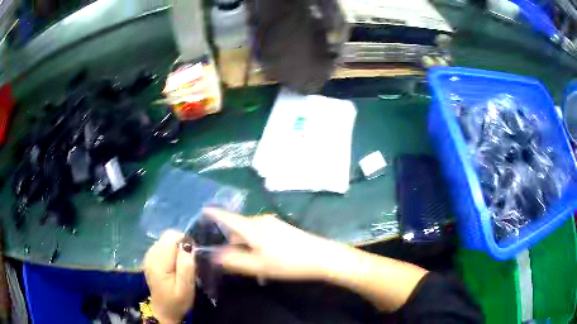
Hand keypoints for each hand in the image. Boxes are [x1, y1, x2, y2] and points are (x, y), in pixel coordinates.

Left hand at [143, 231, 195, 323]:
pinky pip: (161, 245)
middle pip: (167, 236)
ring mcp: (148, 256)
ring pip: (164, 239)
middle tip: (189, 261)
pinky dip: (170, 250)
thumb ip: (186, 266)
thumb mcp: (186, 288)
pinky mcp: (149, 259)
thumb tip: (188, 244)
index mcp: (158, 262)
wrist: (164, 312)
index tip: (193, 256)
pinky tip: (174, 264)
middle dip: (181, 243)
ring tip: (182, 264)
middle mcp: (150, 255)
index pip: (172, 237)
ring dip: (176, 247)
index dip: (185, 242)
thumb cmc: (177, 302)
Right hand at [204, 208, 342, 280]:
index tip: (201, 211)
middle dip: (232, 244)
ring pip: (250, 234)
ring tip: (253, 268)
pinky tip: (266, 263)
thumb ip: (233, 261)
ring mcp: (273, 224)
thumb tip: (214, 256)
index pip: (226, 217)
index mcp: (251, 226)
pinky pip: (261, 236)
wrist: (322, 257)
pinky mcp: (282, 229)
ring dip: (246, 248)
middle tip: (233, 263)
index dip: (213, 214)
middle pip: (238, 229)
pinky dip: (257, 247)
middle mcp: (260, 220)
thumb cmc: (287, 262)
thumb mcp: (258, 266)